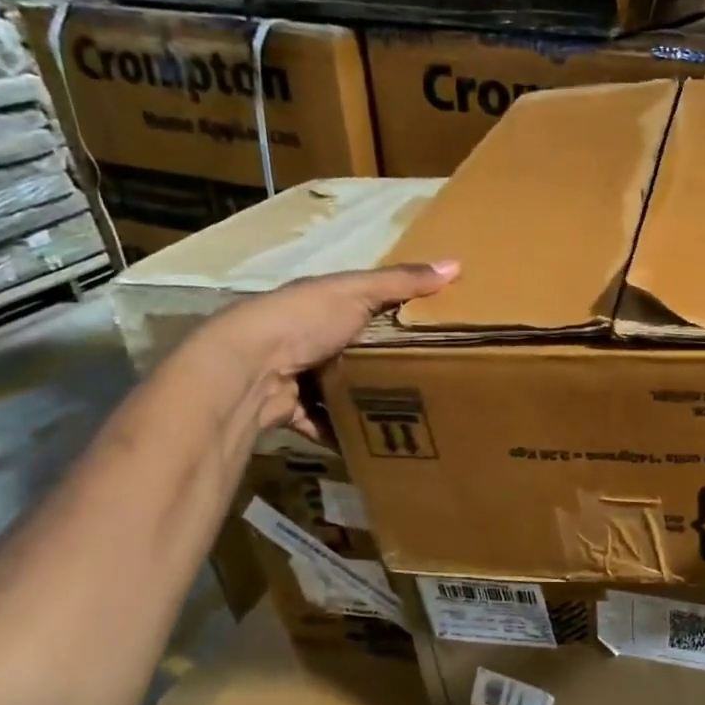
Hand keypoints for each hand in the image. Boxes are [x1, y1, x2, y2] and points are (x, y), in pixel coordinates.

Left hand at [195, 260, 458, 439]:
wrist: (248, 369)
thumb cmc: (304, 320)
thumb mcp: (358, 292)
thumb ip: (402, 282)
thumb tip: (456, 264)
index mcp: (321, 305)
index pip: (363, 306)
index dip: (394, 315)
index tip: (431, 330)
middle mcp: (305, 338)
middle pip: (353, 351)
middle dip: (382, 364)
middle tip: (426, 378)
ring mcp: (296, 375)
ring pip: (338, 389)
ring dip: (363, 401)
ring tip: (405, 413)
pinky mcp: (290, 410)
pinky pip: (322, 423)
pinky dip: (341, 433)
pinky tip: (371, 441)